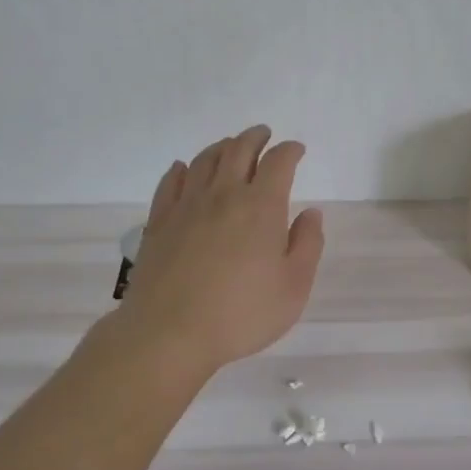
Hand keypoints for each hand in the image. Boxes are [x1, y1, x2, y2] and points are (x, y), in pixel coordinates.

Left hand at [110, 124, 324, 376]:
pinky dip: (181, 169)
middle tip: (264, 135)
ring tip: (230, 146)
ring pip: (204, 160)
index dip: (290, 150)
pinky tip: (183, 169)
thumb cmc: (241, 314)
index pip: (278, 162)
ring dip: (222, 147)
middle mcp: (223, 195)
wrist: (169, 334)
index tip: (297, 150)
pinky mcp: (159, 222)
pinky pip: (170, 183)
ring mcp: (186, 206)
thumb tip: (311, 213)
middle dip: (255, 138)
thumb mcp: (294, 287)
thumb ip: (307, 244)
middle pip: (239, 150)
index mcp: (261, 206)